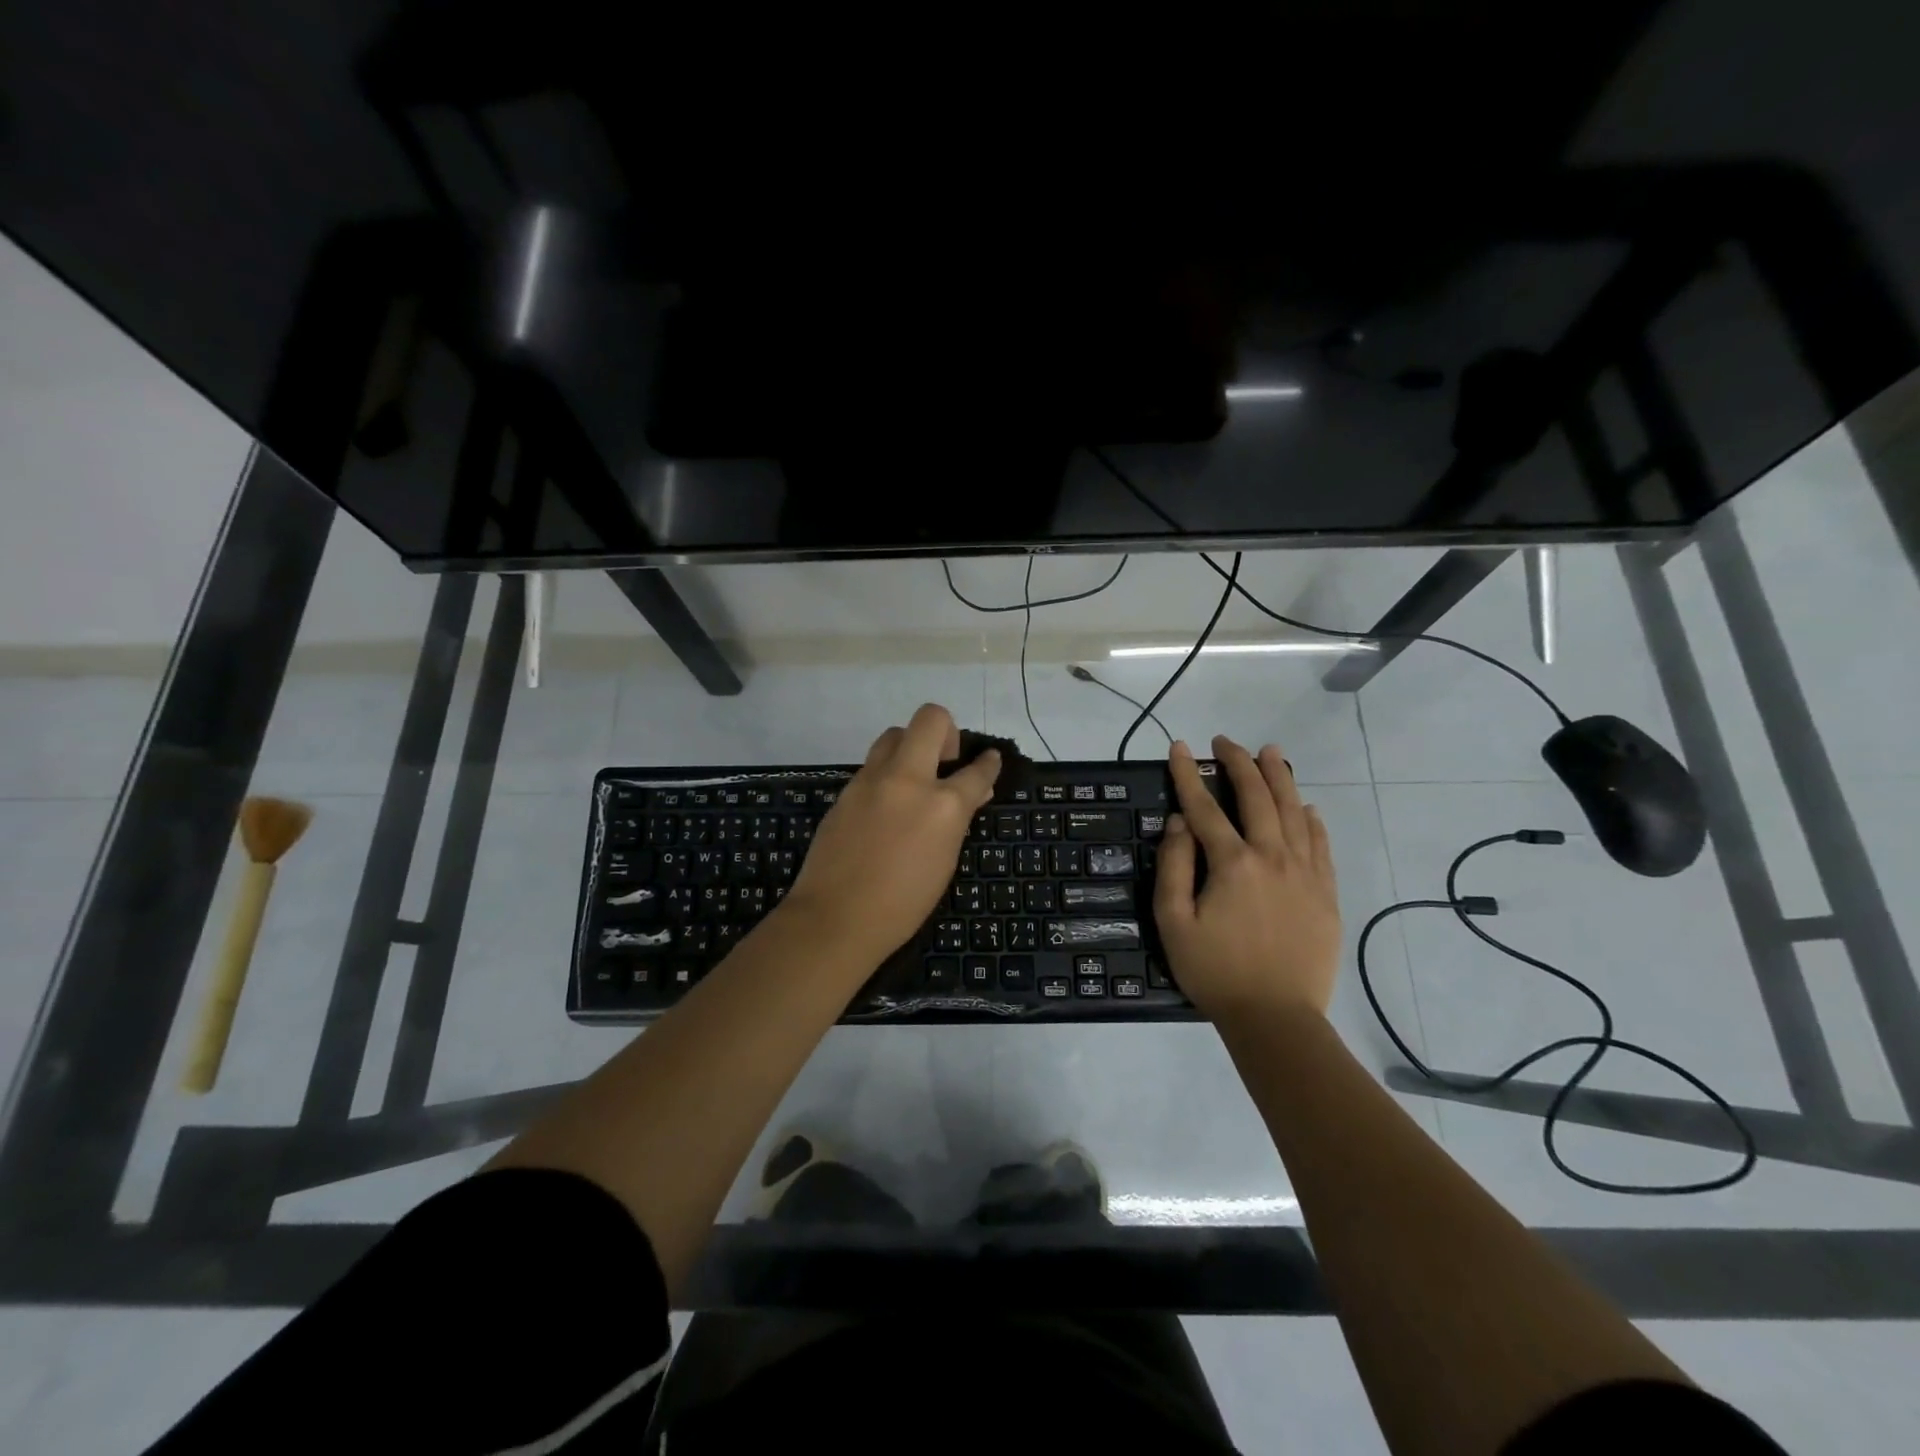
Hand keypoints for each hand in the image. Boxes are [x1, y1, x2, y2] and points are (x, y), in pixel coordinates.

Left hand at [783, 703, 1000, 963]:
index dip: (989, 764)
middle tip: (945, 762)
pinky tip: (886, 805)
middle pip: (930, 719)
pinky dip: (887, 774)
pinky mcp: (846, 790)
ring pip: (894, 734)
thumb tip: (972, 793)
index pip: (976, 770)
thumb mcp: (944, 862)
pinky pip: (872, 765)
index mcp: (942, 805)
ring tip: (913, 778)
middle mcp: (907, 779)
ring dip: (911, 746)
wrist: (835, 917)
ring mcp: (871, 780)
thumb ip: (958, 820)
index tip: (989, 759)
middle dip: (946, 731)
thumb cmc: (902, 904)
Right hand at [1155, 736, 1339, 1023]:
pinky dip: (1312, 820)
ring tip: (1271, 752)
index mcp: (1233, 863)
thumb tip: (1179, 822)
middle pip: (1257, 797)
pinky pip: (1321, 844)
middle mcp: (1273, 857)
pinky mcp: (1326, 893)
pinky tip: (1306, 807)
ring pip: (1294, 812)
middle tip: (1226, 742)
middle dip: (1239, 763)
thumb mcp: (1173, 922)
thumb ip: (1174, 867)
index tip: (1179, 747)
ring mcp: (1306, 873)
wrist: (1276, 1018)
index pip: (1205, 807)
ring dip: (1280, 778)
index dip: (1188, 775)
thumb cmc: (1215, 971)